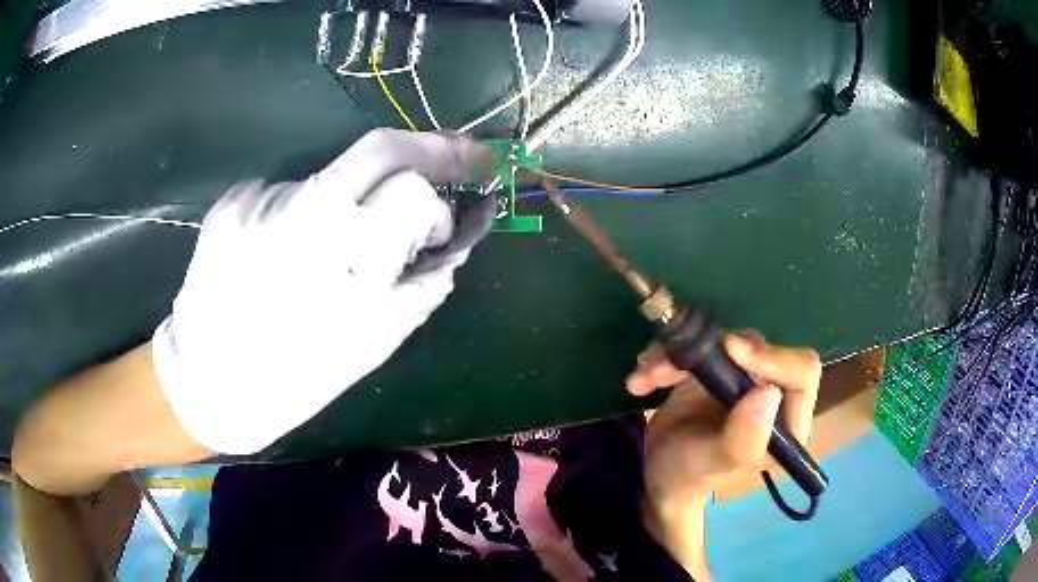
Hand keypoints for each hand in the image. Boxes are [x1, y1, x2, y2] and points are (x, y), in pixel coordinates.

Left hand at [152, 129, 491, 454]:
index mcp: (346, 257)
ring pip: (332, 175)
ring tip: (328, 250)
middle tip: (453, 158)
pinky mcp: (232, 200)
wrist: (209, 382)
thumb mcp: (376, 340)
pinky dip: (303, 212)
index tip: (442, 220)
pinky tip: (285, 252)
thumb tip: (454, 236)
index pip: (413, 187)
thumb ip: (424, 281)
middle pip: (381, 146)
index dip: (437, 204)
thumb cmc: (298, 377)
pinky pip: (288, 192)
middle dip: (427, 148)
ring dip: (351, 199)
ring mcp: (262, 199)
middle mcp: (303, 212)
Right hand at [628, 332, 820, 577]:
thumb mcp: (713, 464)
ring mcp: (742, 378)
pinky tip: (641, 380)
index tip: (731, 350)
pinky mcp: (716, 368)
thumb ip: (743, 438)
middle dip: (708, 354)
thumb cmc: (690, 477)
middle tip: (667, 368)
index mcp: (787, 421)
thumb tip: (768, 394)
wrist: (658, 474)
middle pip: (755, 348)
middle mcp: (770, 392)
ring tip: (643, 379)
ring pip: (721, 342)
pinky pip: (696, 346)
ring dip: (677, 356)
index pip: (802, 372)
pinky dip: (665, 357)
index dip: (772, 356)